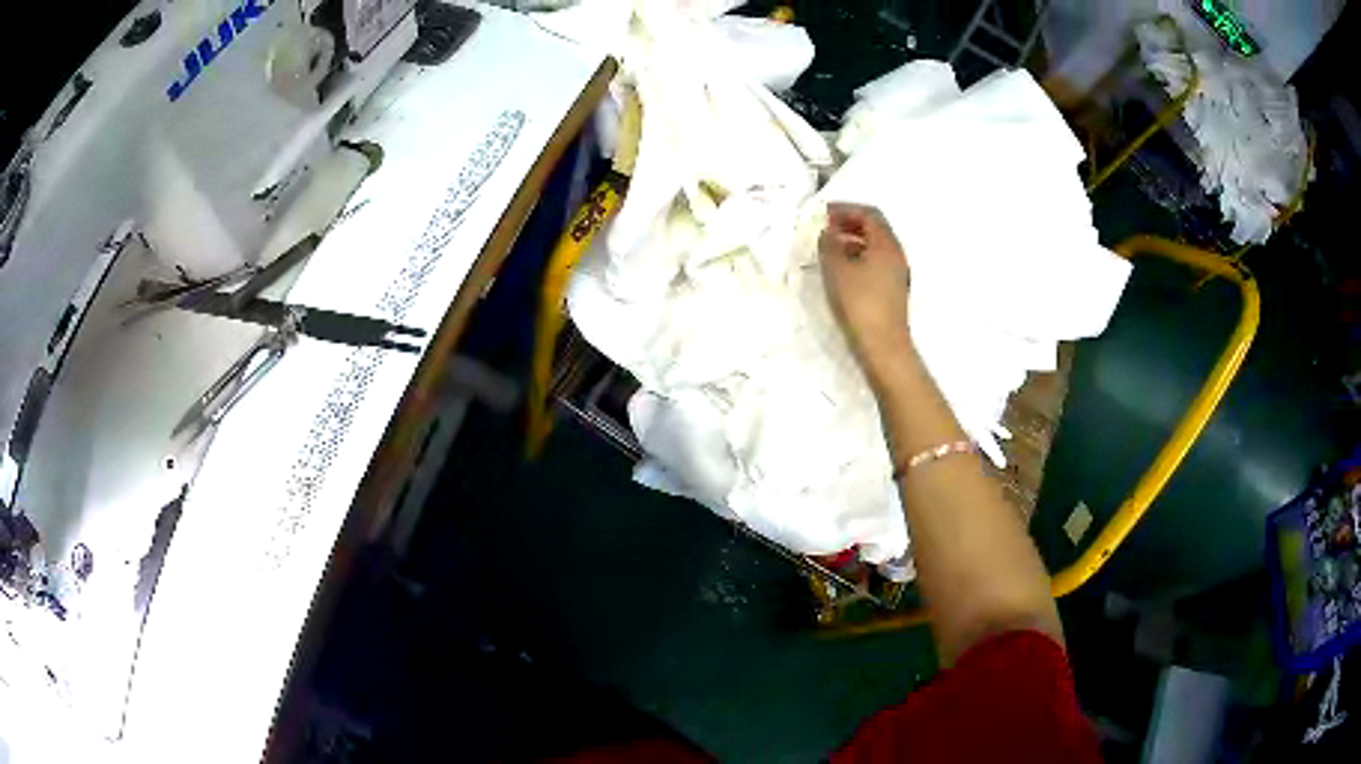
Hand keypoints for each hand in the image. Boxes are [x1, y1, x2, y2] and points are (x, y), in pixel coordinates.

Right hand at [819, 203, 912, 376]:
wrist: (883, 346)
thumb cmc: (859, 302)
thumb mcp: (836, 269)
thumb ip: (829, 245)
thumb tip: (828, 233)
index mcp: (886, 244)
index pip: (869, 214)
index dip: (846, 209)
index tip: (824, 213)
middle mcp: (896, 254)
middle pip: (875, 229)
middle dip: (850, 224)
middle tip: (826, 228)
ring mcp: (897, 274)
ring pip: (875, 247)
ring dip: (853, 241)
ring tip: (830, 249)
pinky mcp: (893, 292)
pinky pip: (876, 264)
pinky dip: (859, 258)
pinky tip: (842, 271)